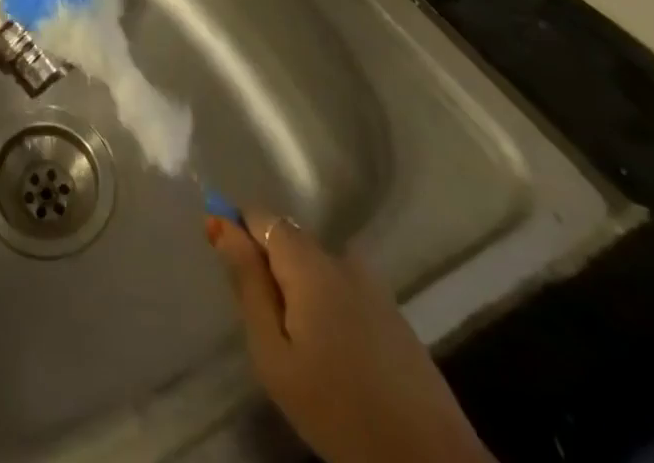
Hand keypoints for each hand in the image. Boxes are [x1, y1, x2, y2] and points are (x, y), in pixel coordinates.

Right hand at [208, 209, 493, 462]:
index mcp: (308, 261)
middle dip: (267, 262)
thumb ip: (247, 284)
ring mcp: (371, 281)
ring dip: (296, 283)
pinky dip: (324, 299)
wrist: (431, 462)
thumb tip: (222, 225)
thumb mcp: (274, 355)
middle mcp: (340, 256)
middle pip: (288, 237)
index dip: (236, 230)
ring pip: (314, 263)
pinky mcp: (391, 308)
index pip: (259, 216)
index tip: (226, 265)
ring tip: (294, 336)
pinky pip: (340, 283)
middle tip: (261, 318)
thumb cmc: (339, 409)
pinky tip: (328, 345)